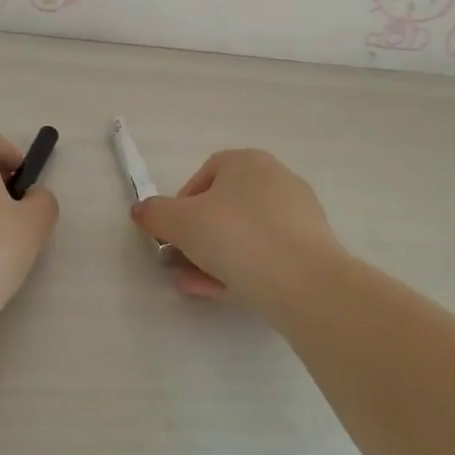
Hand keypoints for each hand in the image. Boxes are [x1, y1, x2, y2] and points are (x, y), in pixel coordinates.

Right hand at [131, 149, 345, 303]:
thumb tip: (142, 210)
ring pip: (244, 235)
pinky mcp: (312, 246)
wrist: (303, 281)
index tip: (171, 236)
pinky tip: (229, 293)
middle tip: (182, 266)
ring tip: (199, 287)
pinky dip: (245, 269)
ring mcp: (298, 213)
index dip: (180, 206)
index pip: (204, 176)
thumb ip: (154, 213)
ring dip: (215, 259)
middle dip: (197, 239)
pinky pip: (268, 253)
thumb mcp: (180, 222)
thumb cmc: (235, 237)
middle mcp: (276, 178)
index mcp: (246, 161)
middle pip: (223, 208)